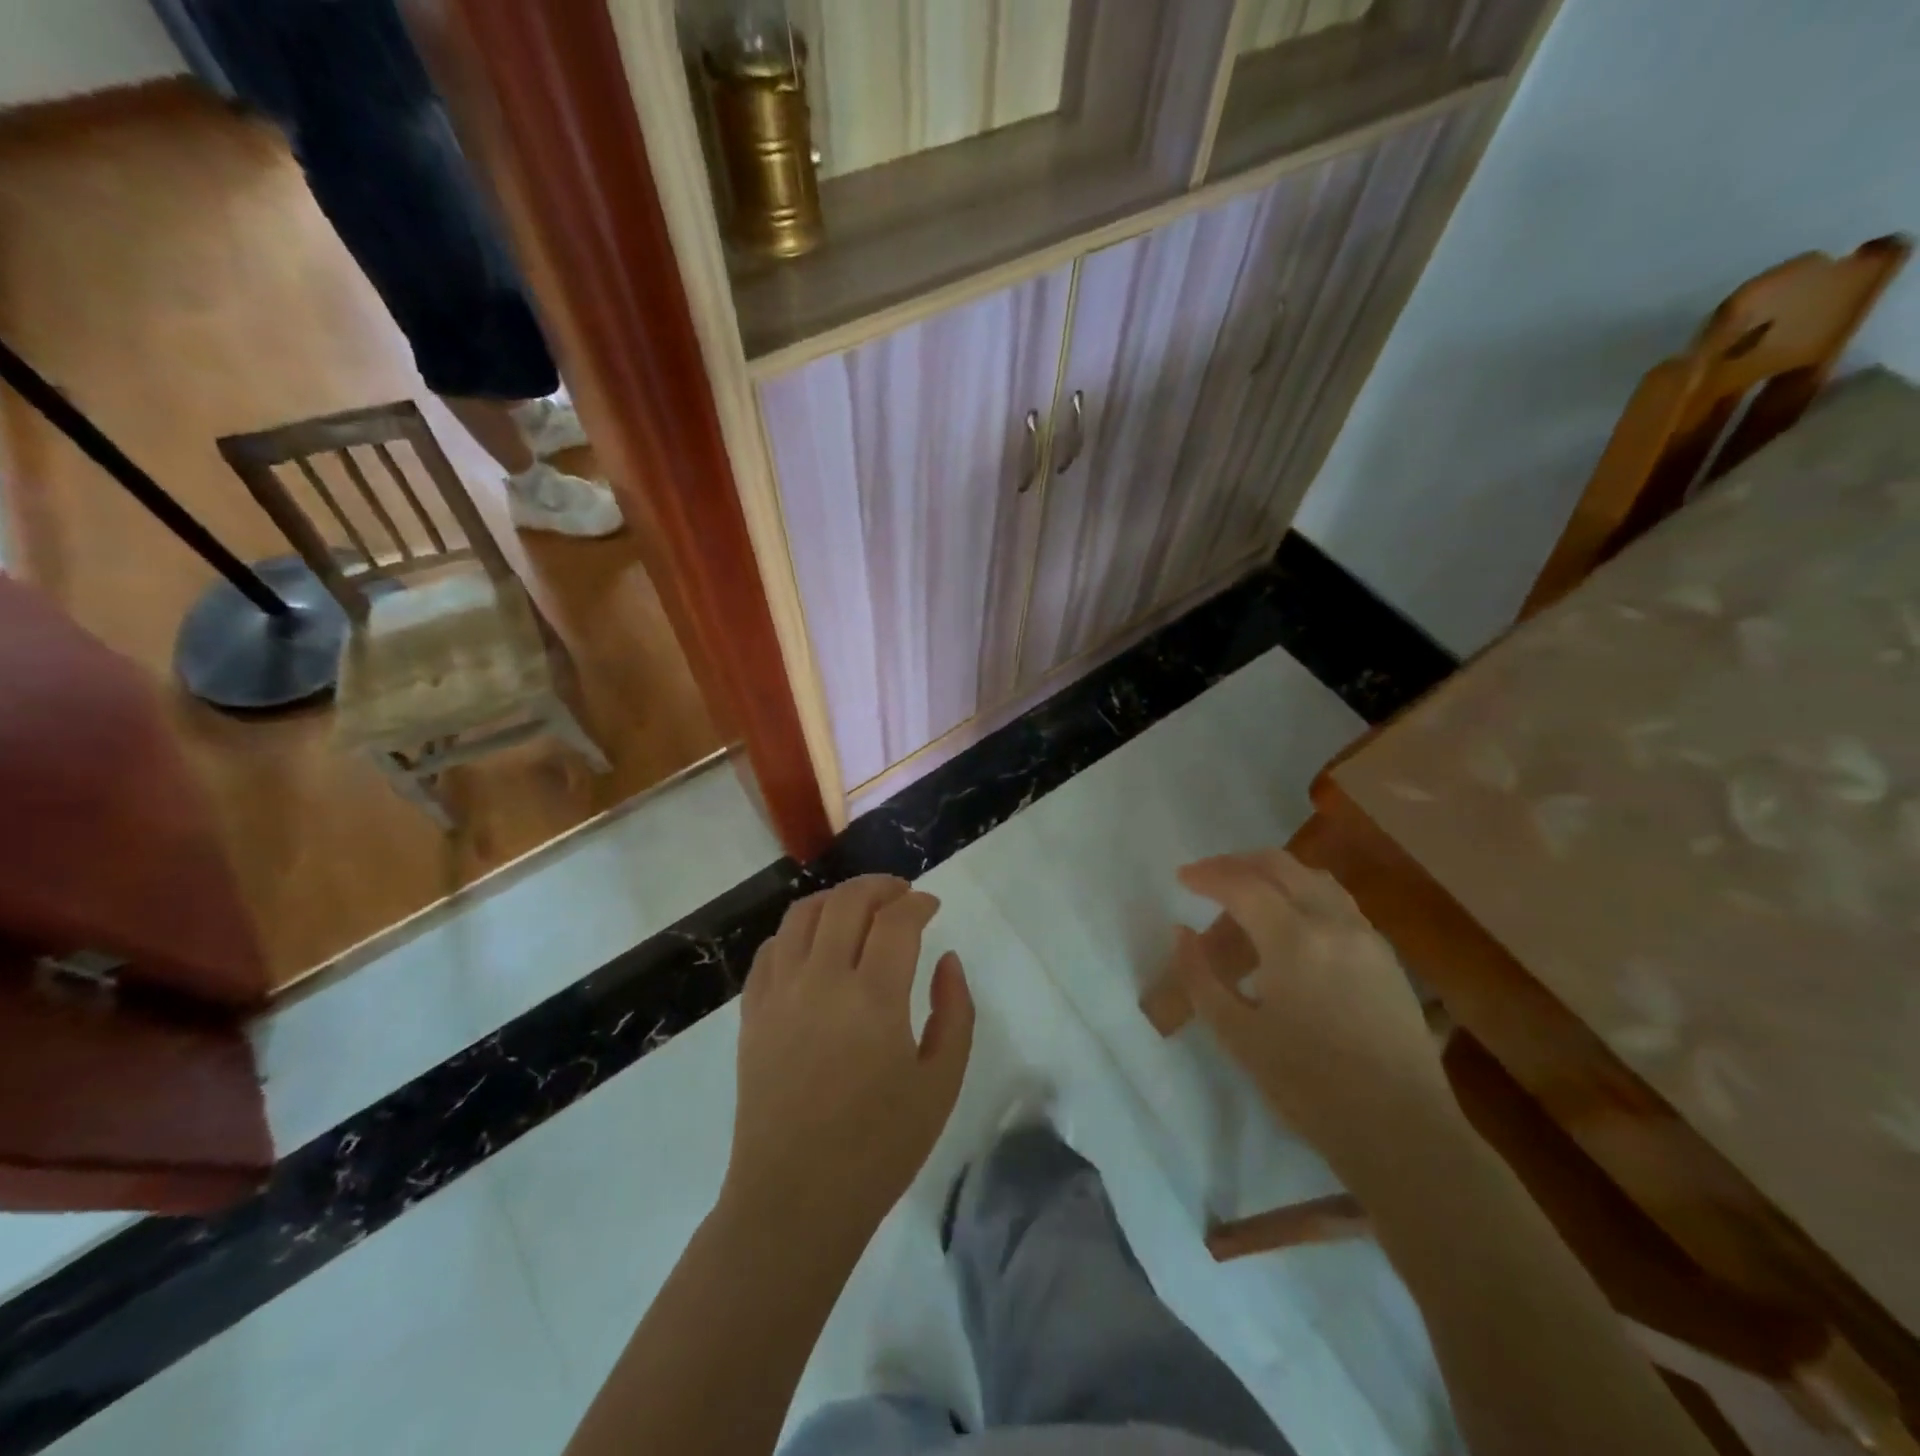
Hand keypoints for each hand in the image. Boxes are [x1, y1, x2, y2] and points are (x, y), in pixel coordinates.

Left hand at [726, 875, 973, 1233]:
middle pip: (847, 902)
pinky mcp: (752, 1014)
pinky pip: (770, 950)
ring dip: (836, 899)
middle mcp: (821, 981)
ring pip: (802, 915)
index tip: (932, 905)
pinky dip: (796, 932)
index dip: (918, 902)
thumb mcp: (941, 1084)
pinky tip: (814, 945)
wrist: (795, 1201)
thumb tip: (946, 960)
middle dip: (880, 887)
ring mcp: (779, 994)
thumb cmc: (879, 1148)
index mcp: (872, 998)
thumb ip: (954, 1012)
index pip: (896, 920)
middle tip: (901, 895)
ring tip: (858, 909)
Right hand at [1172, 850, 1454, 1170]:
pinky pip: (1338, 902)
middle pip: (1281, 866)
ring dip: (1274, 873)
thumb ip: (1200, 977)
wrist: (1403, 1131)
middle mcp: (1334, 924)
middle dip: (1238, 863)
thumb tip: (1182, 932)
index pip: (1242, 885)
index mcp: (1294, 940)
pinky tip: (1290, 920)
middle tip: (1208, 876)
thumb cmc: (1309, 1087)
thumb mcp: (1237, 1035)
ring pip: (1315, 878)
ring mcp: (1367, 937)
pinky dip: (1304, 892)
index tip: (1181, 877)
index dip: (1208, 875)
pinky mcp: (1386, 956)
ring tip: (1246, 890)